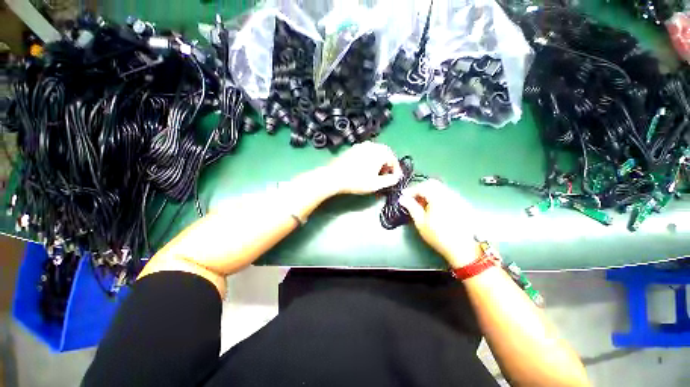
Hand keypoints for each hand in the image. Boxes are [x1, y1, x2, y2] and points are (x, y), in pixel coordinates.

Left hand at [325, 141, 402, 194]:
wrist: (334, 177)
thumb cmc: (357, 181)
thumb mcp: (376, 184)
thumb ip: (390, 180)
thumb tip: (397, 177)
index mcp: (380, 152)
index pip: (393, 159)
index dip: (396, 170)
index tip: (395, 178)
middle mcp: (372, 145)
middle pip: (385, 154)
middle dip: (387, 165)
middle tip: (385, 175)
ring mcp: (361, 145)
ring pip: (375, 152)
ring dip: (379, 162)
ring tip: (375, 173)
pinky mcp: (353, 148)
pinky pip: (366, 152)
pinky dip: (369, 159)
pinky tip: (365, 168)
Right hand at [398, 180, 478, 267]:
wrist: (463, 248)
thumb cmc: (438, 236)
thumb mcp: (421, 222)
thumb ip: (411, 207)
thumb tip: (402, 198)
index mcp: (438, 197)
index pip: (422, 186)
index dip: (411, 190)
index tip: (403, 196)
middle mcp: (449, 194)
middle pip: (432, 183)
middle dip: (420, 188)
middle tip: (412, 198)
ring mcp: (457, 198)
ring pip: (440, 187)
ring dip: (429, 191)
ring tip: (422, 203)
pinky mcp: (462, 203)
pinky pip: (447, 193)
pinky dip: (437, 196)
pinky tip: (434, 207)